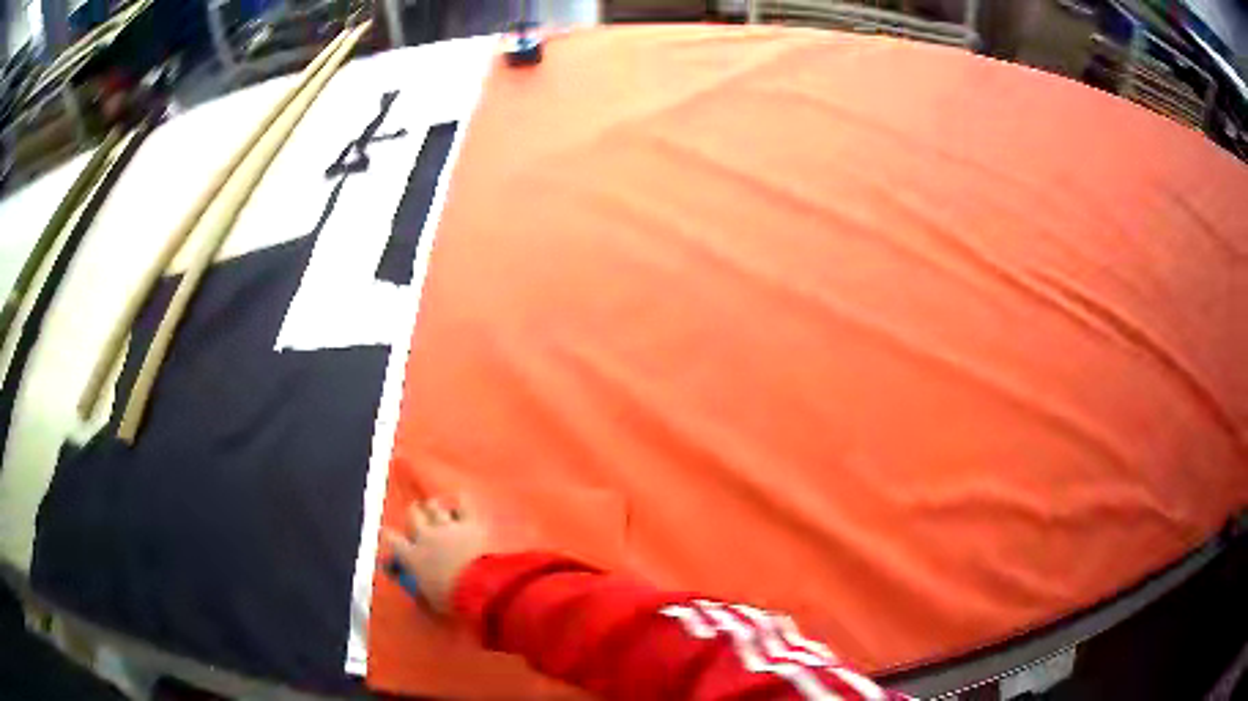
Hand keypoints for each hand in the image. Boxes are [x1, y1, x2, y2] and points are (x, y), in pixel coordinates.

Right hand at [384, 496, 491, 615]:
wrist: (480, 587)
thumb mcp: (429, 598)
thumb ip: (419, 588)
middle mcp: (426, 536)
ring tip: (434, 507)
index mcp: (412, 556)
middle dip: (414, 514)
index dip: (390, 536)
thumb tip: (416, 585)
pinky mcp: (470, 524)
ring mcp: (447, 527)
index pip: (392, 539)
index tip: (389, 535)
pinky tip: (459, 500)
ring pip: (434, 507)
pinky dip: (460, 502)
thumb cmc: (451, 599)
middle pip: (413, 516)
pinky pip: (463, 505)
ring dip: (433, 507)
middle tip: (416, 515)